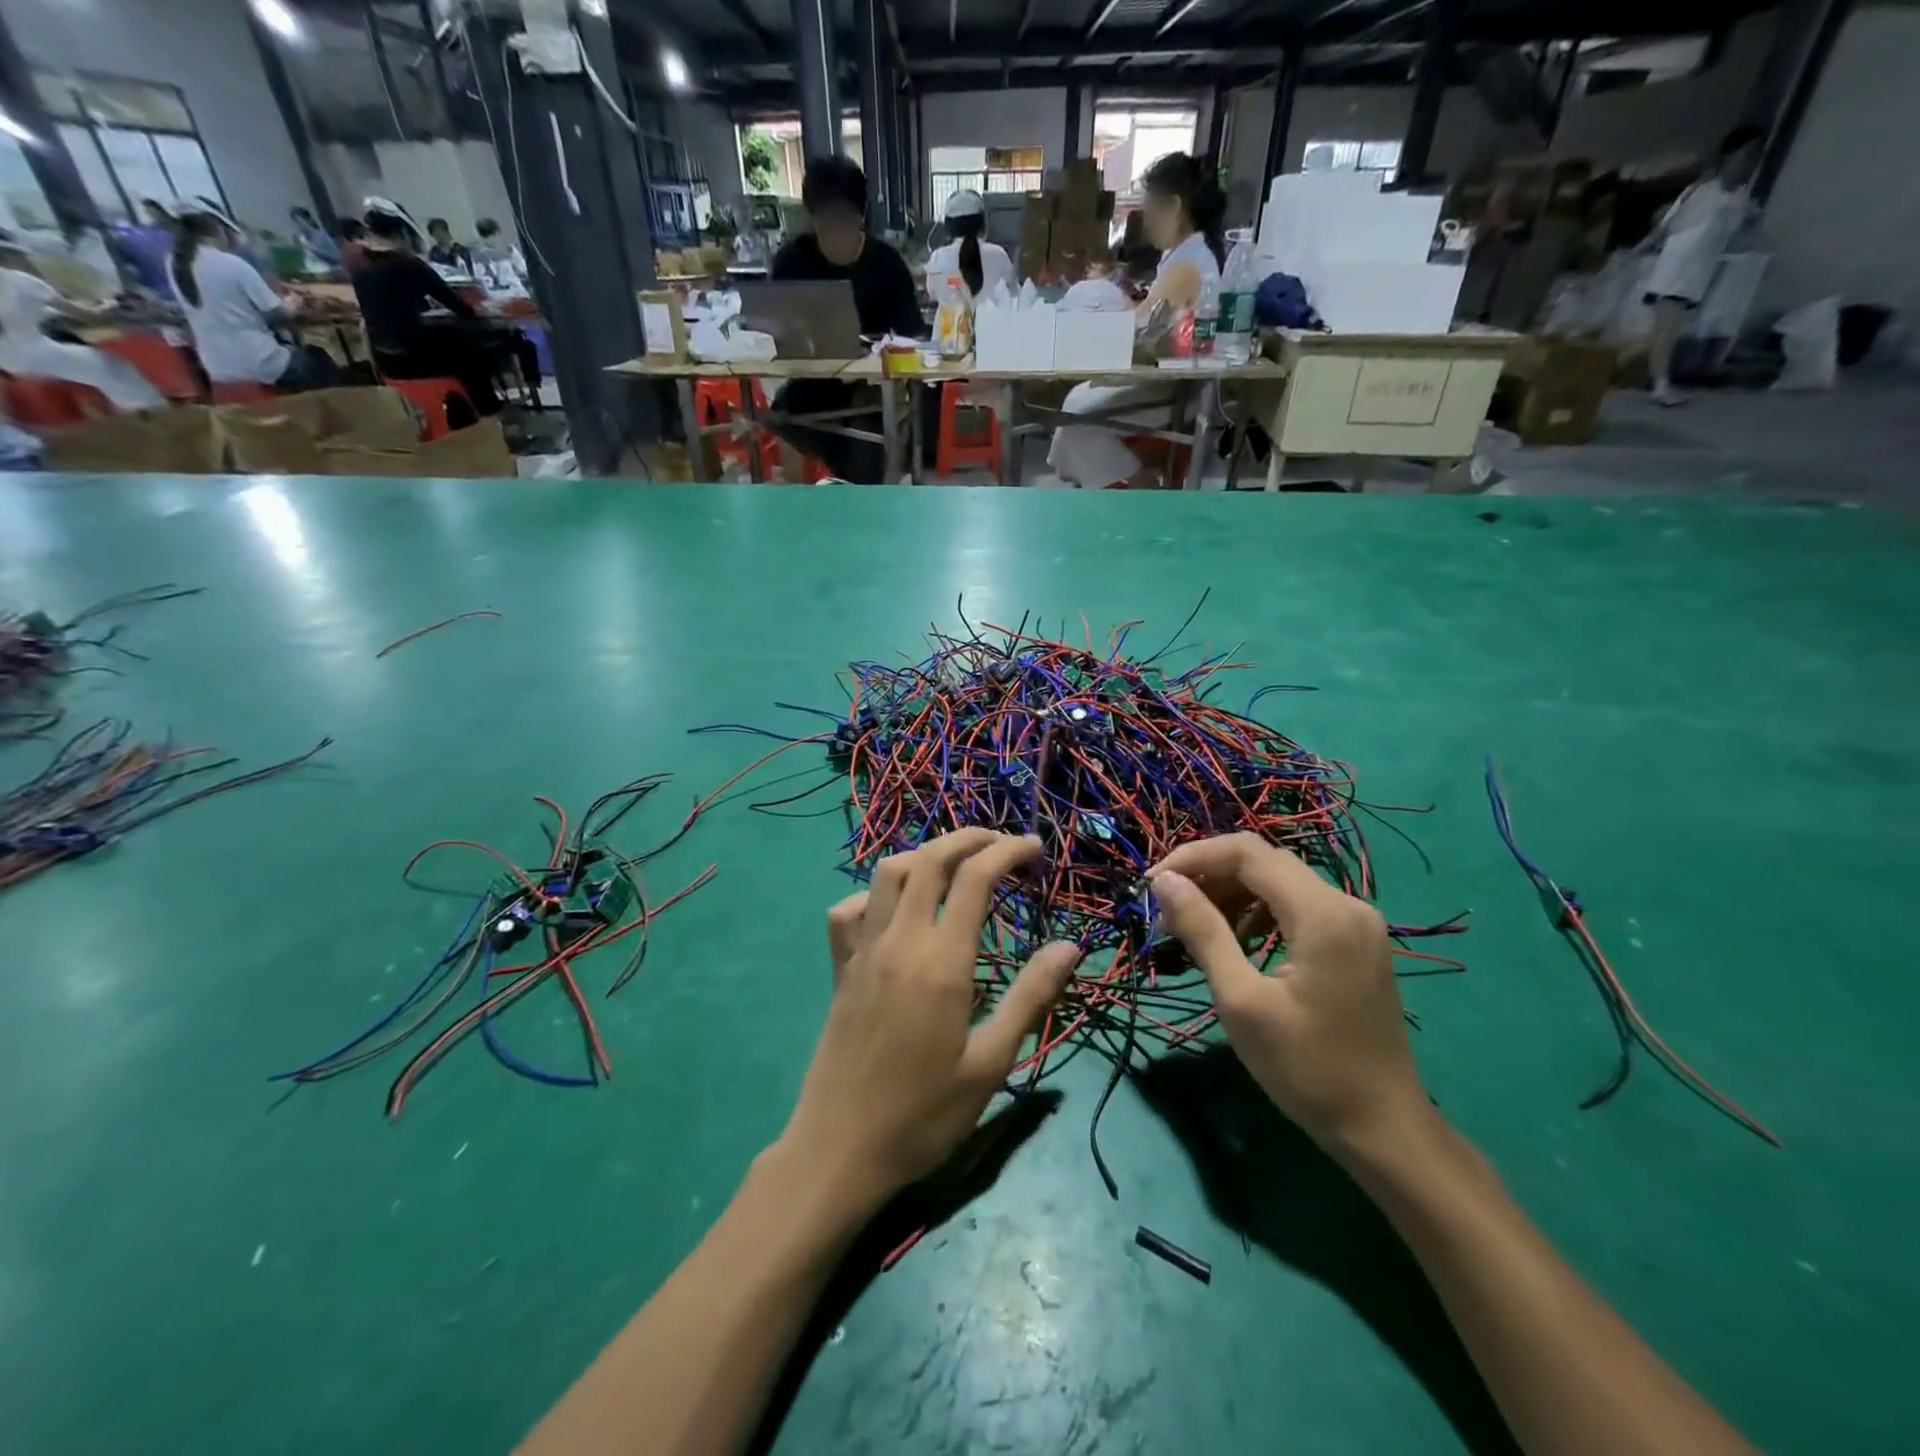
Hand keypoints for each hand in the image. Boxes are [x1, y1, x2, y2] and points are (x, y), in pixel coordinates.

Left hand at [780, 829, 1079, 1207]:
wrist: (841, 1149)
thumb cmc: (924, 1113)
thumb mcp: (991, 1063)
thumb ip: (1031, 997)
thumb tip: (1070, 946)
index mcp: (941, 961)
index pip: (975, 878)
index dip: (1007, 852)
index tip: (1034, 849)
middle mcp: (899, 940)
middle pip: (930, 859)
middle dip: (968, 839)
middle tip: (1002, 843)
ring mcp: (863, 950)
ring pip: (887, 873)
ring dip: (924, 855)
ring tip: (956, 865)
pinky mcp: (840, 968)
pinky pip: (849, 910)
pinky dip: (875, 894)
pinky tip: (895, 910)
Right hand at [1147, 834, 1429, 1157]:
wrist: (1383, 1128)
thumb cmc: (1306, 1068)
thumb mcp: (1241, 1000)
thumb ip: (1203, 931)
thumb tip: (1165, 882)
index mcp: (1322, 913)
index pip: (1247, 853)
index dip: (1194, 858)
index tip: (1153, 885)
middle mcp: (1346, 903)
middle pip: (1264, 862)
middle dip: (1209, 875)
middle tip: (1167, 907)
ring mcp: (1356, 922)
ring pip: (1280, 882)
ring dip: (1232, 893)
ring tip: (1193, 925)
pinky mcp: (1356, 941)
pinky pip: (1298, 905)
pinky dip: (1259, 911)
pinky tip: (1236, 940)